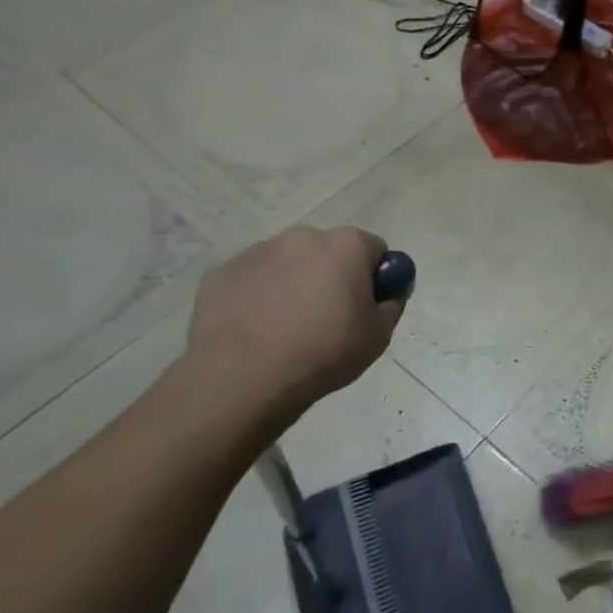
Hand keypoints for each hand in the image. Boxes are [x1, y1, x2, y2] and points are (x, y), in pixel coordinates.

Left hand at [185, 226, 406, 417]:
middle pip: (329, 252)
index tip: (367, 307)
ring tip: (288, 329)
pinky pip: (253, 280)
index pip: (374, 250)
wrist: (243, 376)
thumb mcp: (379, 334)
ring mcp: (256, 252)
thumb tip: (390, 290)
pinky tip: (258, 330)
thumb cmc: (324, 350)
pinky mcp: (220, 273)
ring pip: (288, 264)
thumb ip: (392, 302)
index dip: (375, 278)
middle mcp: (302, 237)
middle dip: (333, 276)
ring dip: (295, 284)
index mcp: (346, 245)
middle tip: (330, 319)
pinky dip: (259, 297)